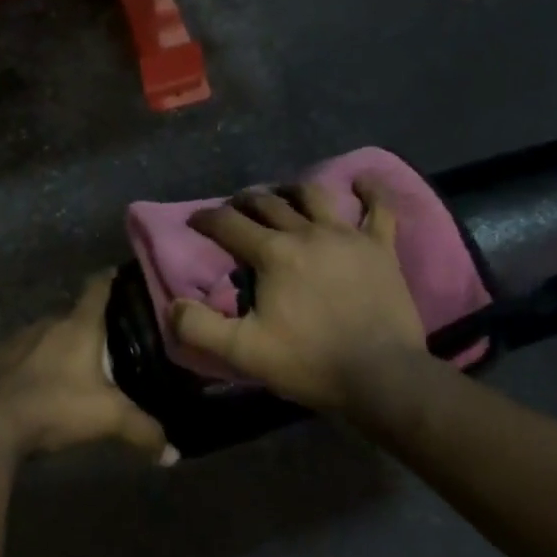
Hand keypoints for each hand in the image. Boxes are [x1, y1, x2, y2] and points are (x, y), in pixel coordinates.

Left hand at [0, 275, 176, 464]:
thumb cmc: (54, 406)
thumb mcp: (107, 419)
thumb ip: (143, 431)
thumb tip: (174, 454)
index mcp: (79, 326)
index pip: (99, 288)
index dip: (112, 278)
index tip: (123, 274)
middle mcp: (48, 323)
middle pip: (74, 315)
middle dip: (91, 326)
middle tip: (110, 342)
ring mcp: (17, 339)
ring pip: (47, 336)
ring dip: (60, 347)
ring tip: (75, 368)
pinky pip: (22, 355)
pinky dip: (34, 365)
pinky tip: (39, 387)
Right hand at [171, 181, 425, 413]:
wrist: (381, 375)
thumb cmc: (310, 362)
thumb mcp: (244, 352)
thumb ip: (200, 328)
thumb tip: (174, 305)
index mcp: (273, 254)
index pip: (229, 224)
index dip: (206, 219)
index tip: (195, 220)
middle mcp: (307, 233)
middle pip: (269, 203)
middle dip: (245, 201)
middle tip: (235, 208)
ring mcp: (348, 236)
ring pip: (315, 196)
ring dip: (293, 190)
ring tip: (283, 194)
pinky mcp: (381, 247)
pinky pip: (379, 208)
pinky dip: (370, 190)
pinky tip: (362, 181)